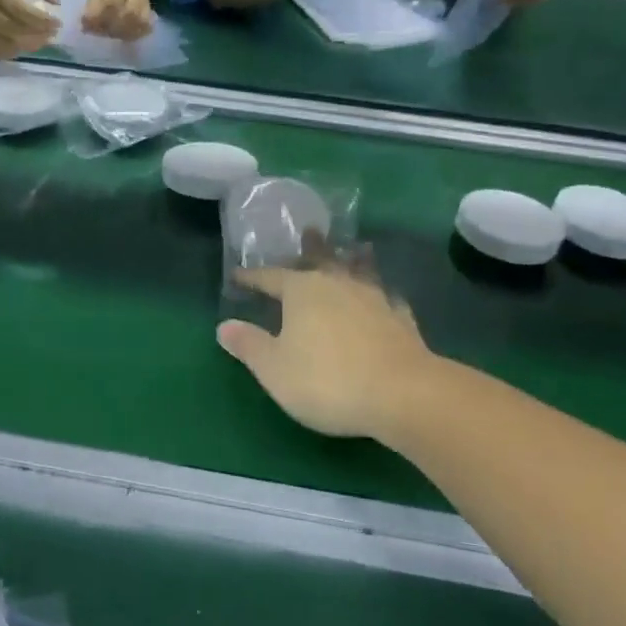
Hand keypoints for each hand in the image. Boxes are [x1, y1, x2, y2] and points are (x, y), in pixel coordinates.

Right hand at [0, 0, 62, 59]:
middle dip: (38, 36)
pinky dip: (14, 52)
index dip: (42, 20)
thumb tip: (57, 2)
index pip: (21, 10)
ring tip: (41, 41)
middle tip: (52, 35)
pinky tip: (23, 45)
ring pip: (7, 45)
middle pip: (15, 31)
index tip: (58, 23)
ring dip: (28, 46)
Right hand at [217, 255, 439, 440]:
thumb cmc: (326, 380)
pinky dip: (382, 296)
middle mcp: (338, 285)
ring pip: (359, 272)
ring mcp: (374, 299)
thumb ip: (249, 345)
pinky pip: (388, 299)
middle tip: (311, 231)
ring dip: (352, 261)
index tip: (238, 275)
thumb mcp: (274, 369)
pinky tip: (386, 299)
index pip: (270, 278)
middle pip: (320, 261)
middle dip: (312, 249)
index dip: (253, 277)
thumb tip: (223, 326)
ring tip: (355, 249)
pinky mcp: (401, 320)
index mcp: (302, 291)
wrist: (401, 394)